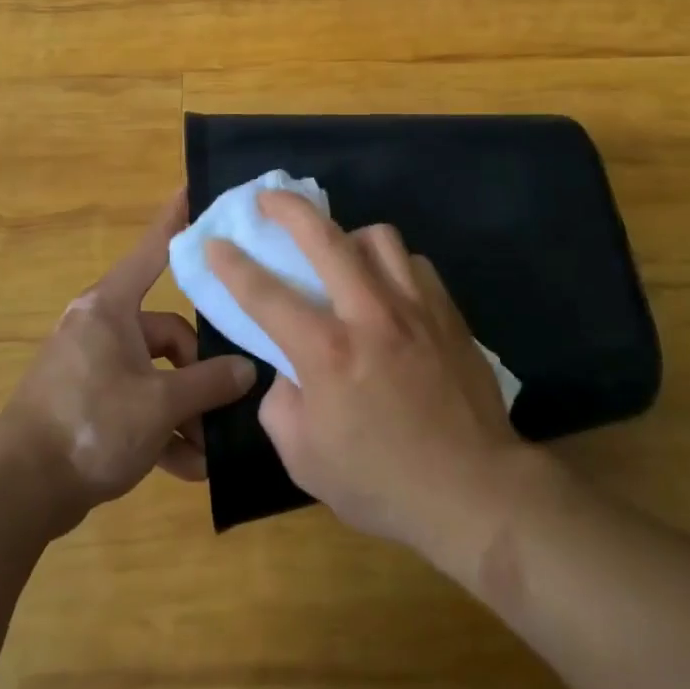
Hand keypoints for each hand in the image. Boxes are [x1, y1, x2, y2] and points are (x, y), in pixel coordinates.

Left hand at [0, 190, 255, 532]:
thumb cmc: (90, 425)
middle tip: (223, 407)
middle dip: (196, 375)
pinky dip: (159, 432)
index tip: (193, 187)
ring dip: (183, 412)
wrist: (16, 494)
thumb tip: (246, 371)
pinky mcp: (87, 404)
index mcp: (110, 309)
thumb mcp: (159, 404)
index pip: (153, 251)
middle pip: (167, 333)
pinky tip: (186, 468)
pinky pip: (135, 405)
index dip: (175, 220)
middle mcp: (101, 329)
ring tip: (207, 450)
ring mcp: (92, 367)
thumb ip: (209, 383)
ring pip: (155, 375)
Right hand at [206, 191, 527, 564]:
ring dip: (349, 235)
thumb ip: (282, 404)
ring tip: (340, 252)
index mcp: (327, 352)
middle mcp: (370, 314)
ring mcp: (415, 306)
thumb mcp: (306, 460)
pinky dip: (393, 265)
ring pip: (378, 237)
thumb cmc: (383, 483)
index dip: (232, 265)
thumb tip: (288, 370)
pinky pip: (414, 263)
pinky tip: (388, 287)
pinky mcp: (447, 311)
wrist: (473, 489)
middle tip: (268, 198)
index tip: (216, 243)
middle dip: (288, 209)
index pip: (266, 294)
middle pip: (324, 238)